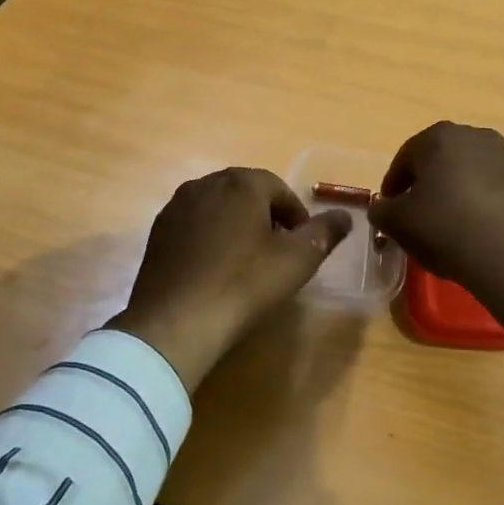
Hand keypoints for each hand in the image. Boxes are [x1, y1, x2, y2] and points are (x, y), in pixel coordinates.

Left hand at [109, 168, 352, 392]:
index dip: (297, 216)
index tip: (303, 246)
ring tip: (248, 262)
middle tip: (279, 253)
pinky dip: (211, 239)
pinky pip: (195, 226)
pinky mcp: (157, 232)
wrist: (176, 322)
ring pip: (219, 208)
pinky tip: (216, 270)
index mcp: (241, 183)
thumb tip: (346, 215)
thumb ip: (324, 232)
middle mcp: (206, 183)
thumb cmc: (244, 284)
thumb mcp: (297, 260)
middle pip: (247, 194)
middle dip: (267, 218)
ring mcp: (176, 207)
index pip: (279, 189)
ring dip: (237, 227)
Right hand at [369, 122, 503, 328]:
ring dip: (454, 192)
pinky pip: (492, 190)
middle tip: (415, 214)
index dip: (393, 184)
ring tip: (446, 224)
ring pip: (467, 173)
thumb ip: (381, 210)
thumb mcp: (398, 223)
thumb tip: (383, 207)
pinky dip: (479, 204)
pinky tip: (474, 230)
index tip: (388, 209)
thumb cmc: (446, 229)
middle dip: (425, 184)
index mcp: (441, 136)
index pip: (405, 157)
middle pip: (439, 161)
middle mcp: (476, 136)